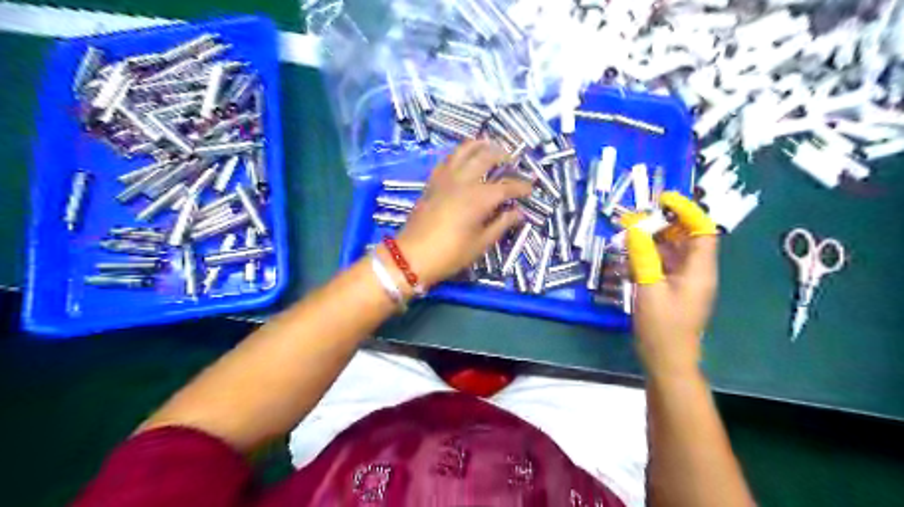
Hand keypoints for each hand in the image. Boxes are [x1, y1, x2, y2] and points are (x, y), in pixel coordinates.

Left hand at [392, 140, 530, 290]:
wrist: (412, 255)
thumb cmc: (450, 253)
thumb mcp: (481, 243)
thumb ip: (502, 224)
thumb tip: (518, 213)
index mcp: (479, 197)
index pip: (507, 186)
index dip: (521, 186)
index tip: (531, 188)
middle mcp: (464, 180)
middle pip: (486, 157)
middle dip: (503, 155)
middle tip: (512, 161)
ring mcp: (445, 178)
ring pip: (464, 150)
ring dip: (481, 145)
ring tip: (490, 147)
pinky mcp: (433, 181)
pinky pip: (448, 158)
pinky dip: (460, 153)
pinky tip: (465, 157)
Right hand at [627, 191, 717, 379]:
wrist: (667, 360)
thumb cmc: (661, 326)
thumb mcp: (648, 288)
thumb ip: (642, 256)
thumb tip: (635, 228)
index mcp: (700, 270)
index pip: (702, 230)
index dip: (687, 210)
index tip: (664, 198)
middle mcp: (698, 272)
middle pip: (688, 238)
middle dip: (666, 223)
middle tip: (639, 216)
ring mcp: (687, 282)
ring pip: (675, 250)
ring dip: (655, 239)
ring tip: (631, 232)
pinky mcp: (675, 290)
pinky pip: (666, 264)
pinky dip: (651, 255)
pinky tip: (632, 255)